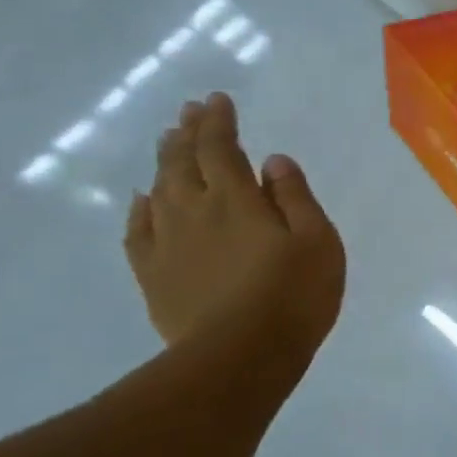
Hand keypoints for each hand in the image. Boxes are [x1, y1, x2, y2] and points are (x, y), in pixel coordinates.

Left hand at [124, 93, 345, 352]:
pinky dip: (140, 208)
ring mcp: (168, 244)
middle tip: (189, 112)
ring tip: (168, 142)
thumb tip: (273, 160)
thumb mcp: (317, 241)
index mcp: (237, 200)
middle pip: (184, 162)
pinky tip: (143, 200)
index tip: (217, 100)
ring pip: (159, 190)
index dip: (218, 122)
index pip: (221, 148)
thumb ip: (294, 197)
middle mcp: (194, 211)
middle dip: (187, 133)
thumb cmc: (294, 295)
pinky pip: (138, 231)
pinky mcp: (153, 275)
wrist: (239, 356)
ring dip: (165, 162)